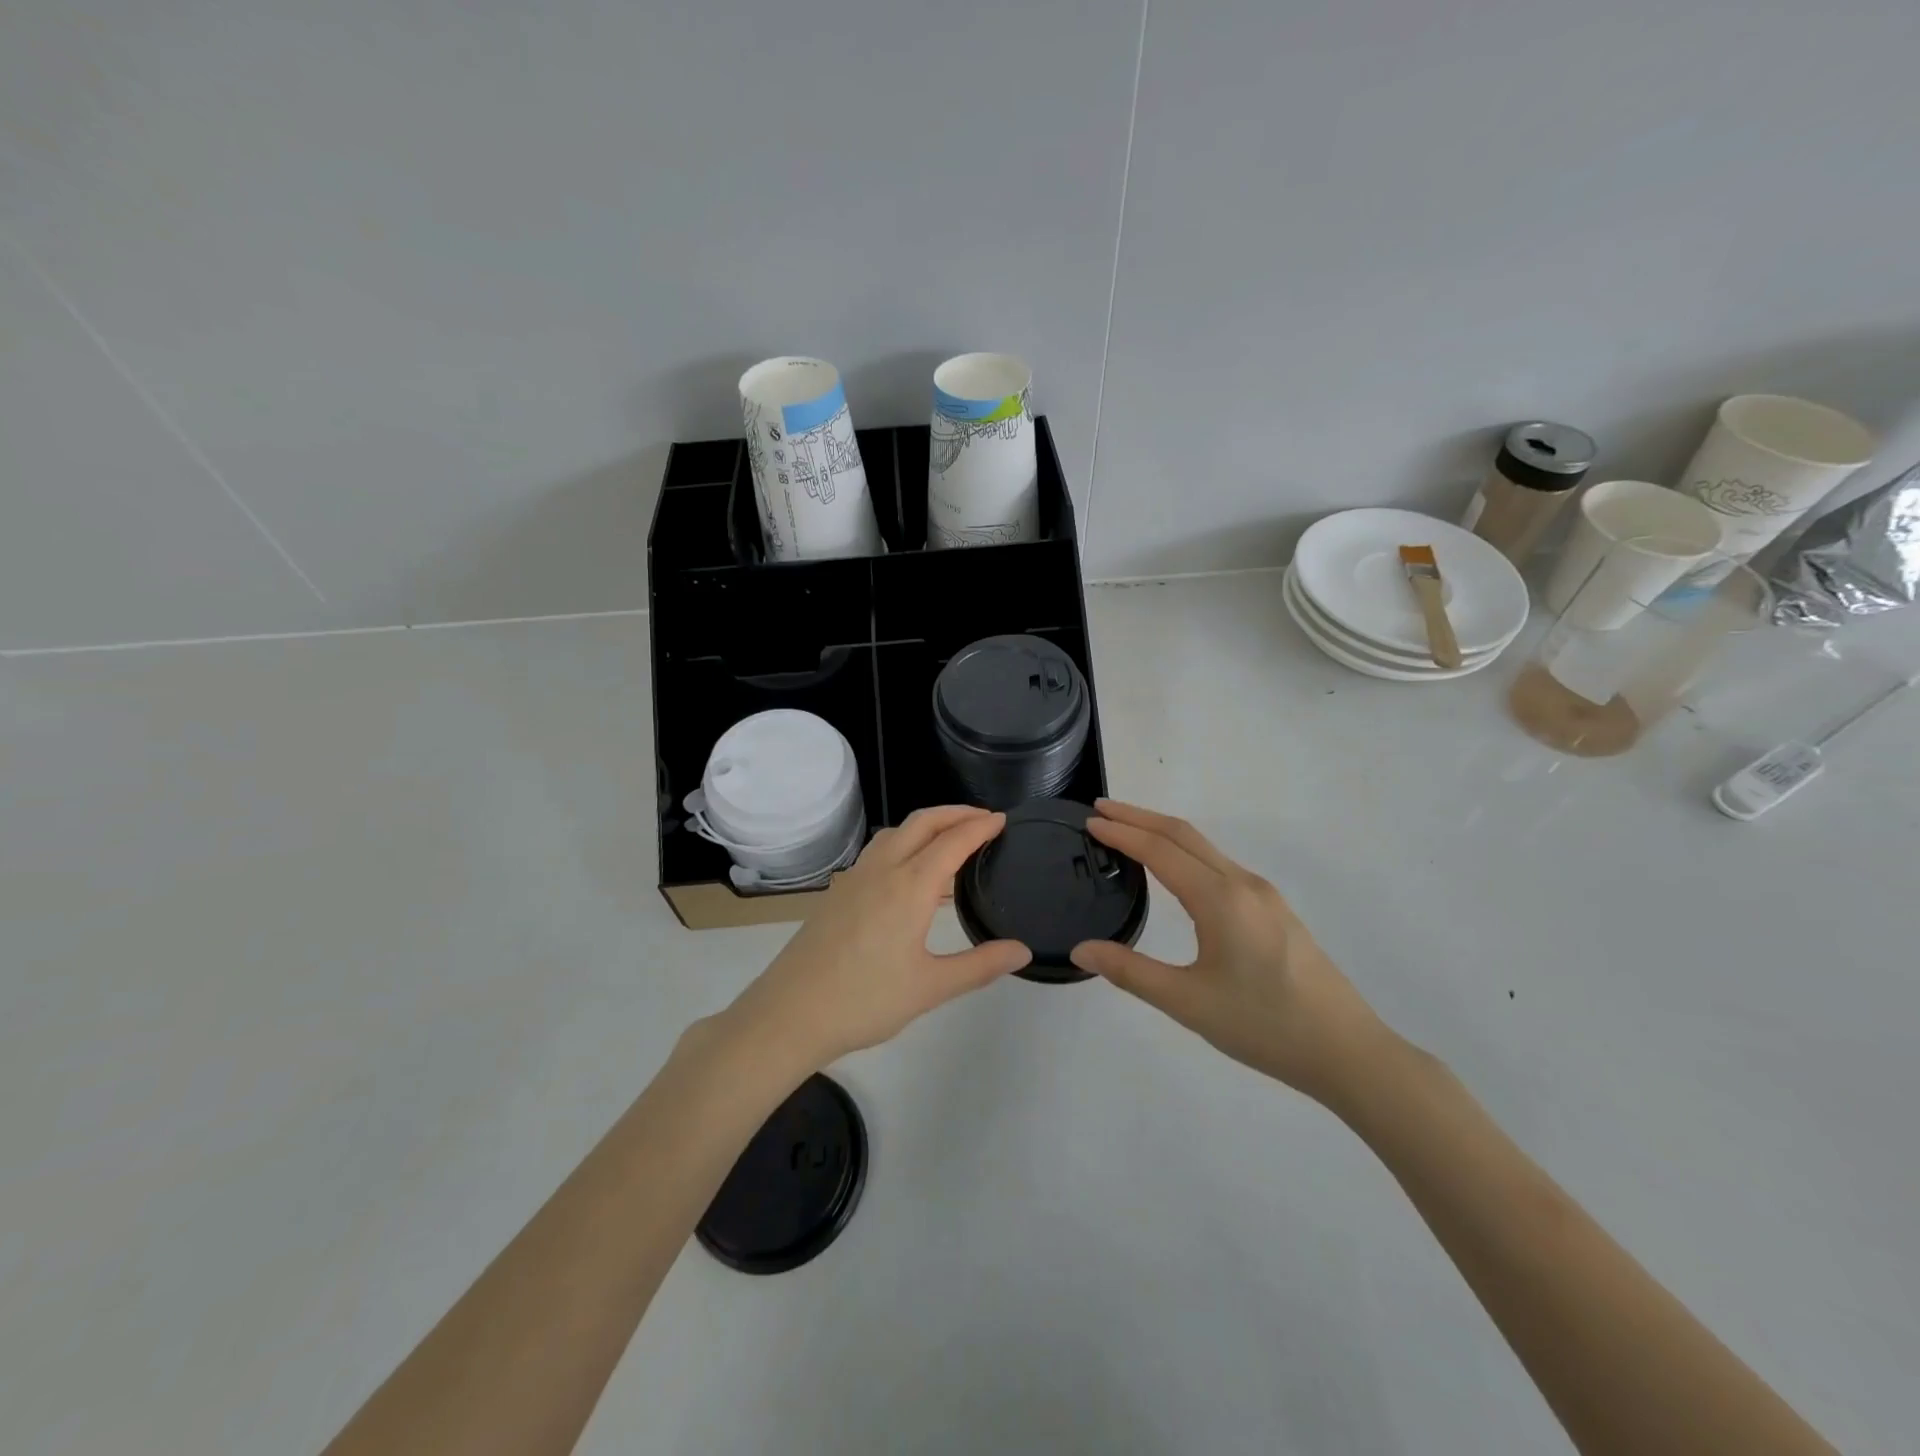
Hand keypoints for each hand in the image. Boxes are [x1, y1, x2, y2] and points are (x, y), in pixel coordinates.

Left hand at [723, 806, 1031, 1071]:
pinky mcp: (838, 891)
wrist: (790, 1013)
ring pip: (896, 832)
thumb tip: (1022, 951)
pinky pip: (878, 850)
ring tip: (950, 837)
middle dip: (955, 812)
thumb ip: (980, 965)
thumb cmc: (865, 1000)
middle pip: (922, 823)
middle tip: (983, 818)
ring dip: (927, 824)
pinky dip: (904, 841)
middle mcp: (882, 870)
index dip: (980, 827)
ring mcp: (855, 878)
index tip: (1002, 819)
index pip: (953, 842)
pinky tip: (908, 869)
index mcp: (909, 886)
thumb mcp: (931, 988)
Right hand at [1069, 800, 1385, 1105]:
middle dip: (1140, 817)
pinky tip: (1175, 870)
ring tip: (1129, 833)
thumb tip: (1080, 950)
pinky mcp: (1274, 910)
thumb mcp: (1187, 1002)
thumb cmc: (1263, 1025)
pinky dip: (1186, 852)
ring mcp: (1263, 895)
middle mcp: (1242, 884)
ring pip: (1205, 848)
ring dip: (1163, 833)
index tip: (1089, 821)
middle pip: (1183, 835)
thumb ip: (1130, 972)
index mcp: (1220, 898)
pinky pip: (1220, 865)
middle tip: (1101, 810)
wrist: (1347, 1051)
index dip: (1122, 833)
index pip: (1160, 850)